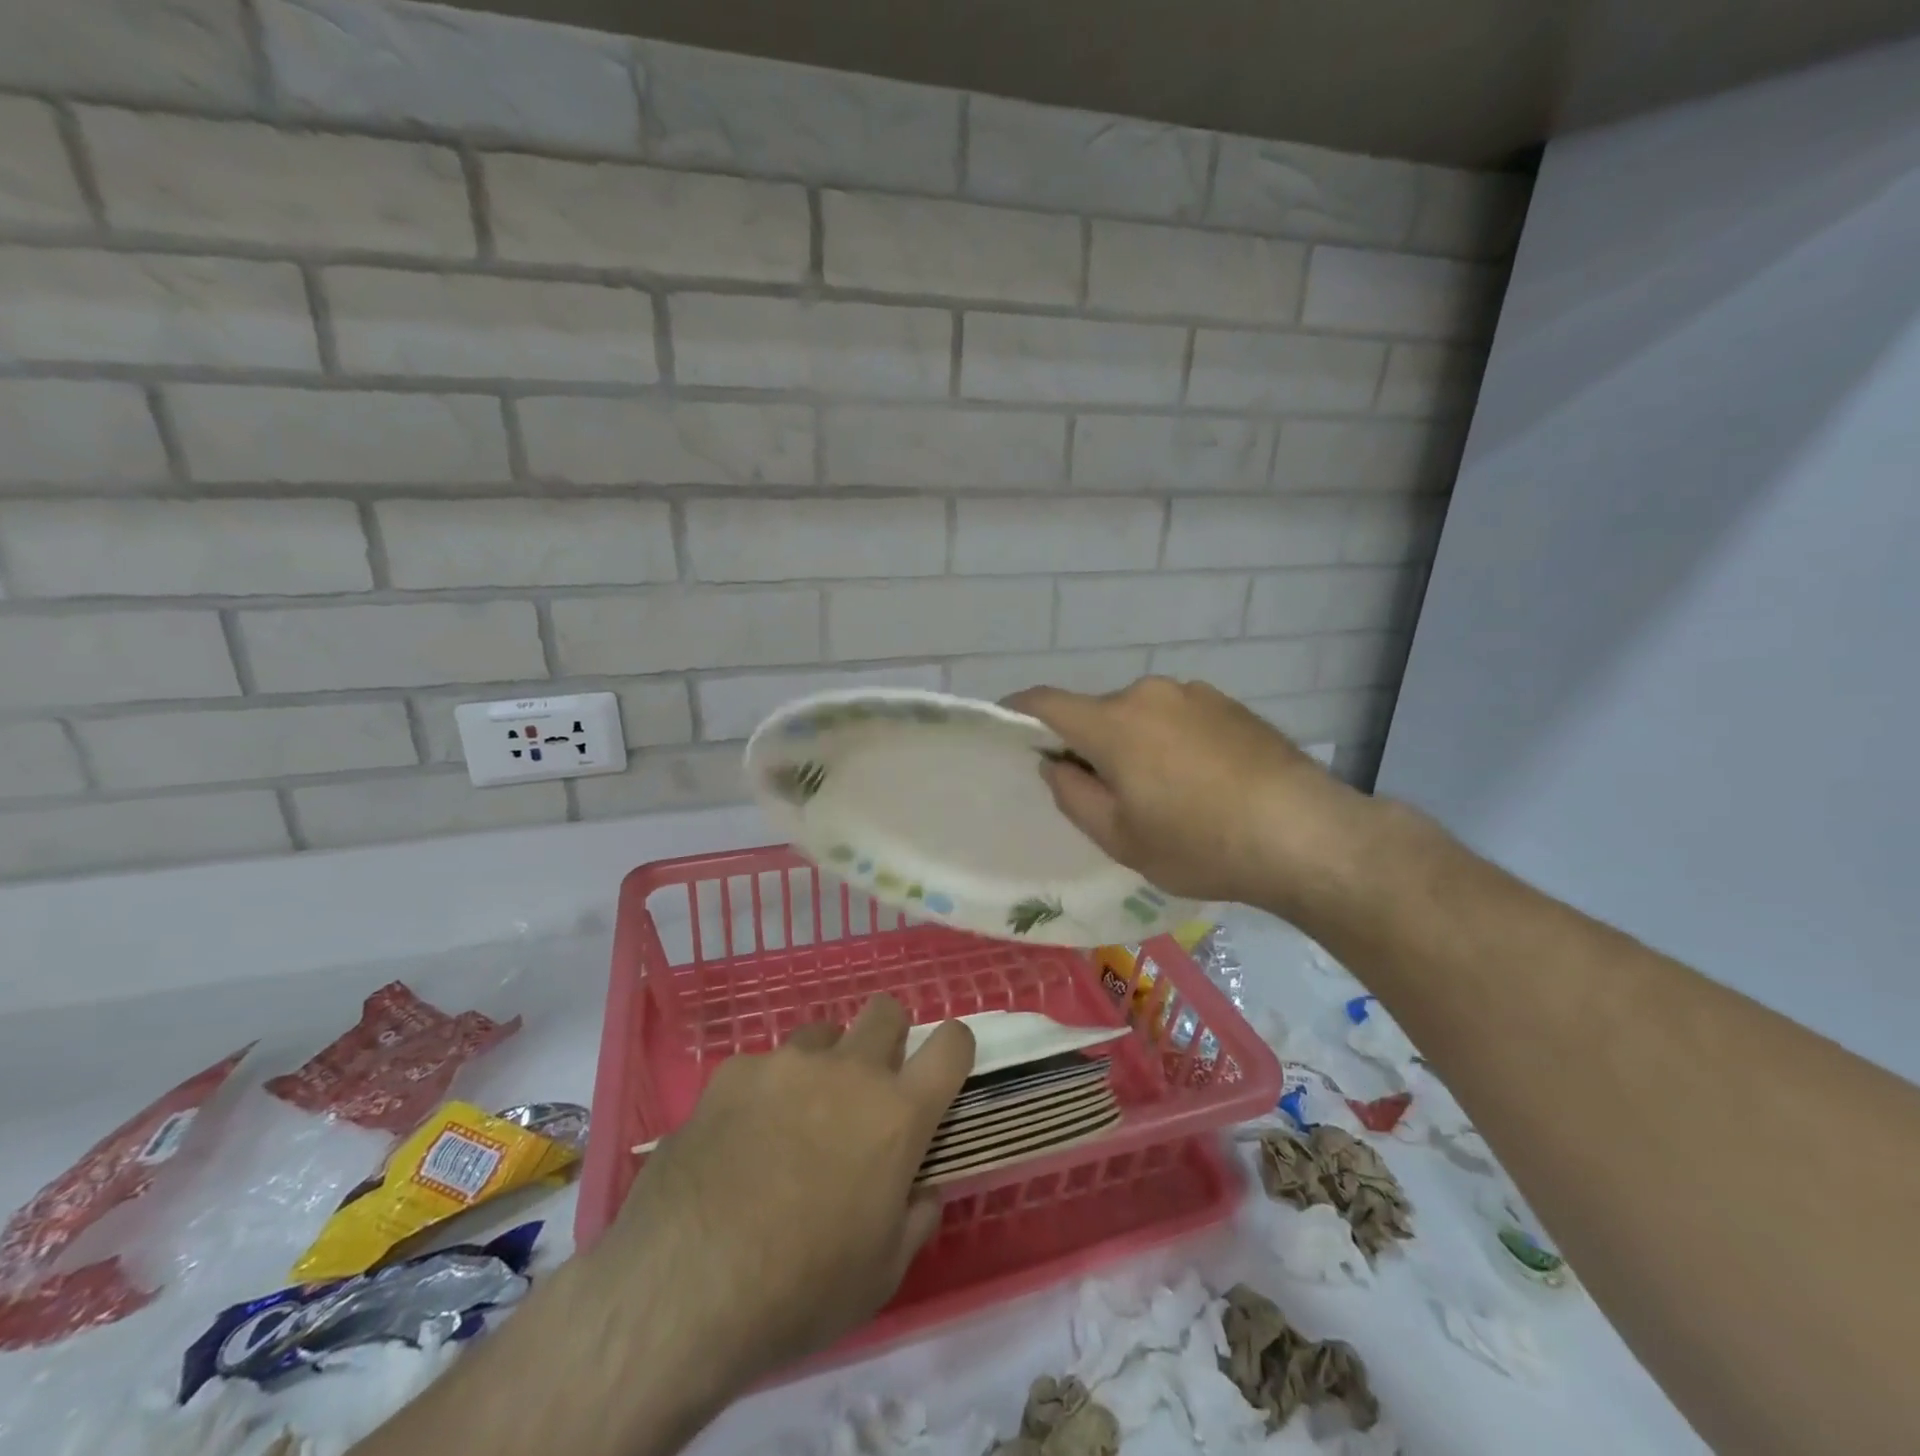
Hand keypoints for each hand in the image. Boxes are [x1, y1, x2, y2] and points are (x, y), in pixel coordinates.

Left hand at [591, 997, 974, 1392]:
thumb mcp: (881, 1275)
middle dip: (888, 1038)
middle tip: (867, 1088)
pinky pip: (763, 1066)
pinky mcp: (733, 1072)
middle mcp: (849, 1071)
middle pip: (886, 1011)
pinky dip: (763, 1093)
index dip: (954, 1047)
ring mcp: (787, 1063)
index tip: (944, 1065)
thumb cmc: (800, 1290)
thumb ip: (914, 1218)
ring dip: (823, 1065)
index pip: (950, 1046)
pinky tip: (737, 1140)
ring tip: (794, 1119)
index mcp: (897, 1114)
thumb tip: (922, 1189)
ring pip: (822, 1034)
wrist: (684, 1289)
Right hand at [1006, 677, 1366, 912]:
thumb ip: (1073, 795)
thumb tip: (1055, 764)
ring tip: (1162, 793)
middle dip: (1088, 745)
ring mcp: (1193, 693)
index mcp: (1112, 723)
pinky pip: (1178, 717)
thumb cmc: (1199, 843)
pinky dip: (1170, 741)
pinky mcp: (1229, 704)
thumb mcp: (1121, 837)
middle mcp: (1148, 693)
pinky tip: (1200, 782)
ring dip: (1133, 744)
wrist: (1305, 834)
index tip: (1008, 728)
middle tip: (1104, 794)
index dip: (1018, 712)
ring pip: (1140, 716)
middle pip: (1097, 714)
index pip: (1046, 703)